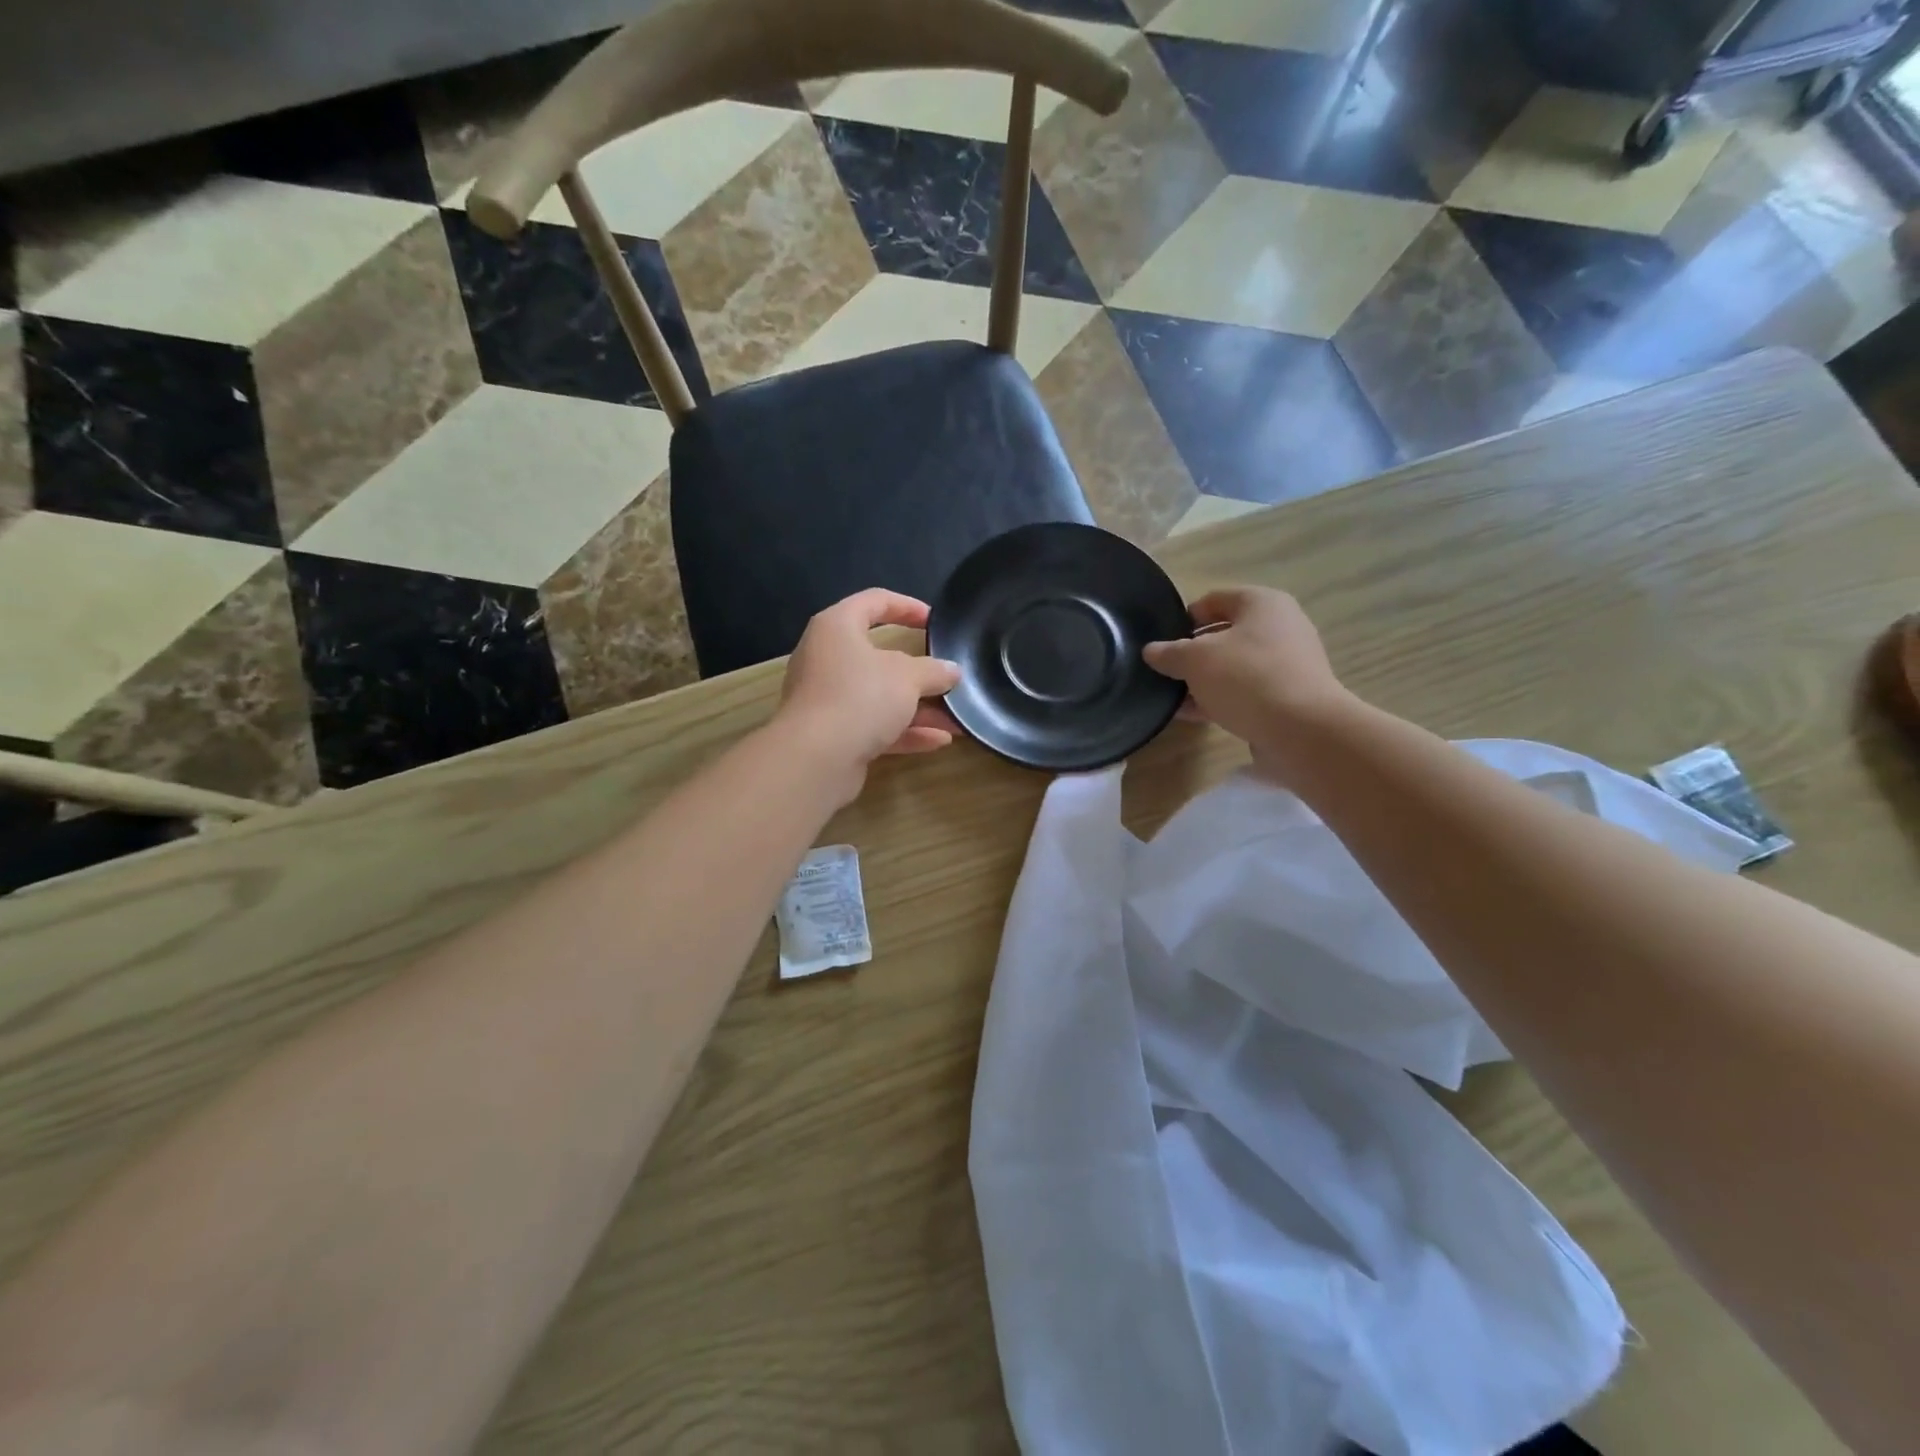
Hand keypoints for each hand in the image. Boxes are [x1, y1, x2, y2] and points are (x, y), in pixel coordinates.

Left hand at [776, 589, 962, 799]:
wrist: (816, 759)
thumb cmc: (861, 697)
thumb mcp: (908, 677)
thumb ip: (933, 670)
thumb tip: (952, 671)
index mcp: (837, 628)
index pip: (874, 601)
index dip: (907, 606)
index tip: (935, 621)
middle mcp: (827, 659)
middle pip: (879, 657)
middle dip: (919, 671)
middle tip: (947, 676)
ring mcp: (827, 699)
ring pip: (879, 696)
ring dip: (918, 707)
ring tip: (956, 718)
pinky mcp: (832, 734)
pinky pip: (873, 726)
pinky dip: (904, 731)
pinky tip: (939, 741)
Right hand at [1143, 587, 1353, 782]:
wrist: (1302, 730)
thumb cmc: (1246, 677)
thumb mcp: (1195, 660)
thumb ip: (1170, 653)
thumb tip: (1151, 651)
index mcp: (1262, 604)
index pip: (1214, 600)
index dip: (1184, 618)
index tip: (1161, 641)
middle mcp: (1280, 627)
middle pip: (1225, 635)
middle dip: (1193, 653)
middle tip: (1165, 671)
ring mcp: (1287, 664)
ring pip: (1234, 666)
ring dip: (1204, 680)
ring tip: (1173, 698)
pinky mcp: (1288, 697)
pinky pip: (1246, 692)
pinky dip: (1220, 699)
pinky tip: (1193, 715)